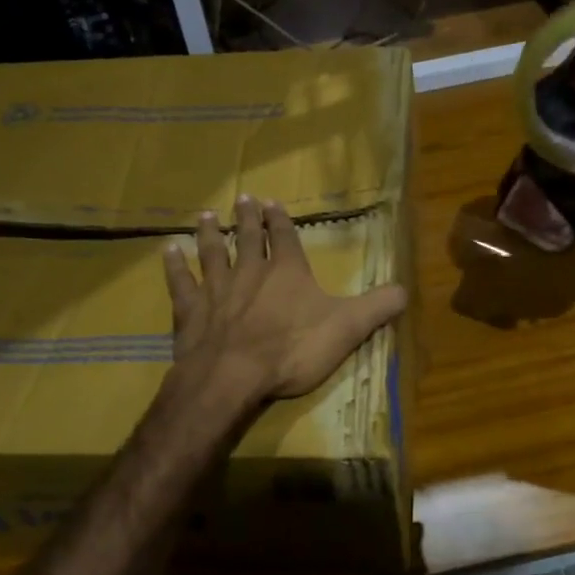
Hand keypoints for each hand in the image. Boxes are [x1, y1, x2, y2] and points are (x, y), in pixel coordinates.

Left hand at [162, 195, 407, 410]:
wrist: (233, 376)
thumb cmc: (292, 350)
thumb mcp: (347, 329)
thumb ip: (377, 307)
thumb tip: (407, 289)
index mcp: (287, 272)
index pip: (285, 238)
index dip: (281, 220)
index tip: (273, 202)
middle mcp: (250, 271)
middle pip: (248, 237)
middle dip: (247, 217)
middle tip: (243, 197)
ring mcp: (216, 289)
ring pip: (212, 252)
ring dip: (210, 233)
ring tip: (207, 215)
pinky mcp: (190, 310)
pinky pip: (180, 282)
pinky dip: (173, 265)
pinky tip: (168, 250)